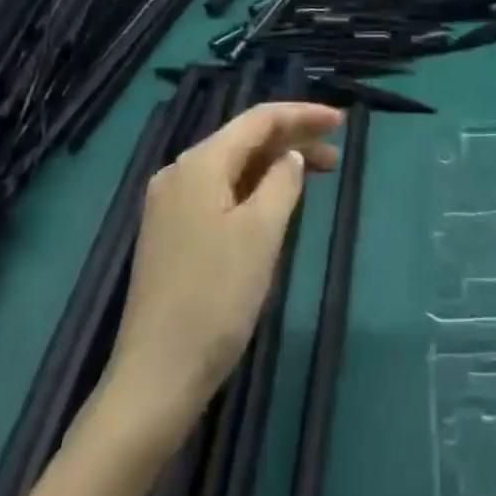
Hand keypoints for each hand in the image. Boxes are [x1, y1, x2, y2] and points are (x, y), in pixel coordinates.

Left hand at [104, 102, 342, 420]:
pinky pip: (220, 192)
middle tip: (336, 153)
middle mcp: (179, 173)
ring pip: (233, 168)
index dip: (302, 115)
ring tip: (318, 176)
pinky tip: (276, 203)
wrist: (155, 380)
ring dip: (274, 167)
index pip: (259, 120)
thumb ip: (282, 182)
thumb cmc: (215, 298)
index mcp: (199, 163)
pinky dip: (253, 189)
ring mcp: (171, 205)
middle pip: (245, 141)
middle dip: (292, 141)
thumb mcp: (261, 233)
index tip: (340, 121)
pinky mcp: (170, 234)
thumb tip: (290, 157)